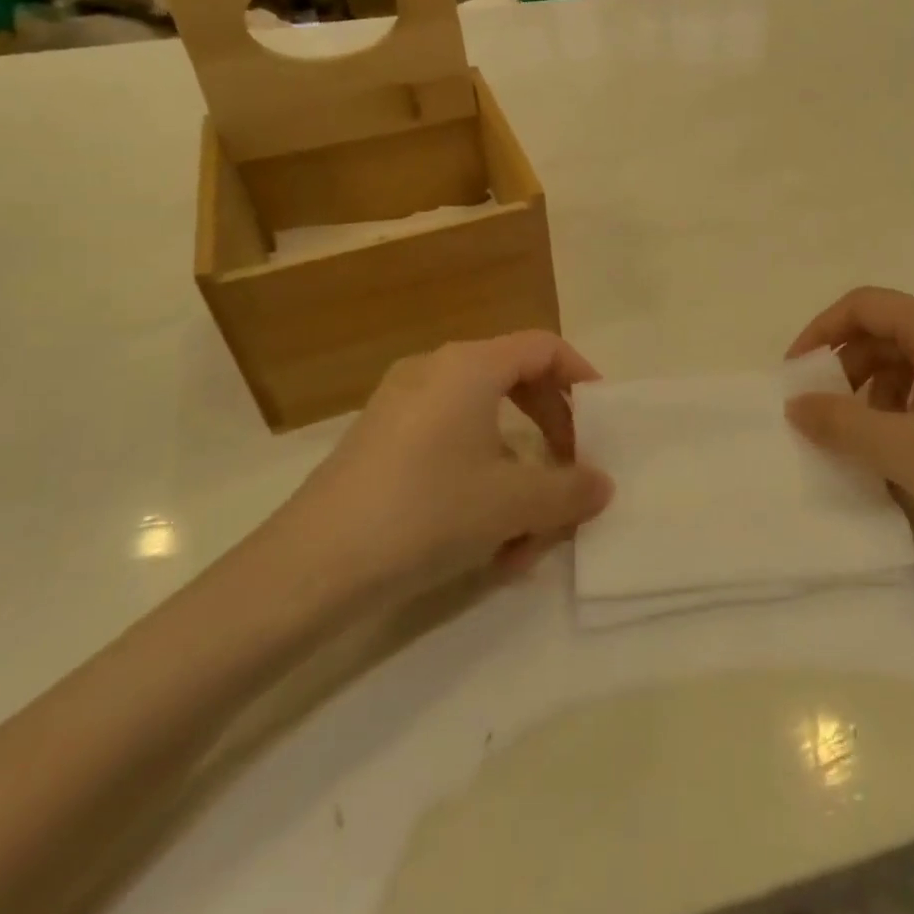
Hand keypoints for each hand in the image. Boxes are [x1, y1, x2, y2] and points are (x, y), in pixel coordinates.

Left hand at [266, 332, 614, 612]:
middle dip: (551, 431)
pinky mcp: (379, 442)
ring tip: (526, 536)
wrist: (311, 566)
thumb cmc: (428, 511)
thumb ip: (570, 490)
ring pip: (482, 427)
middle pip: (515, 382)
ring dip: (516, 473)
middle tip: (571, 471)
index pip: (543, 347)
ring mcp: (400, 405)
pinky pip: (448, 446)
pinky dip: (477, 482)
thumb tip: (601, 484)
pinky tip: (482, 542)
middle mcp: (434, 371)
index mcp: (470, 366)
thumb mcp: (514, 504)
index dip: (581, 377)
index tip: (601, 420)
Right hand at [785, 288, 913, 585]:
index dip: (821, 332)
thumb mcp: (903, 452)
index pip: (865, 305)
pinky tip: (908, 446)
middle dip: (848, 366)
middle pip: (890, 329)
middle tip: (825, 413)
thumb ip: (839, 422)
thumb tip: (796, 404)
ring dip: (878, 388)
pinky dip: (911, 401)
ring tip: (867, 438)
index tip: (795, 375)